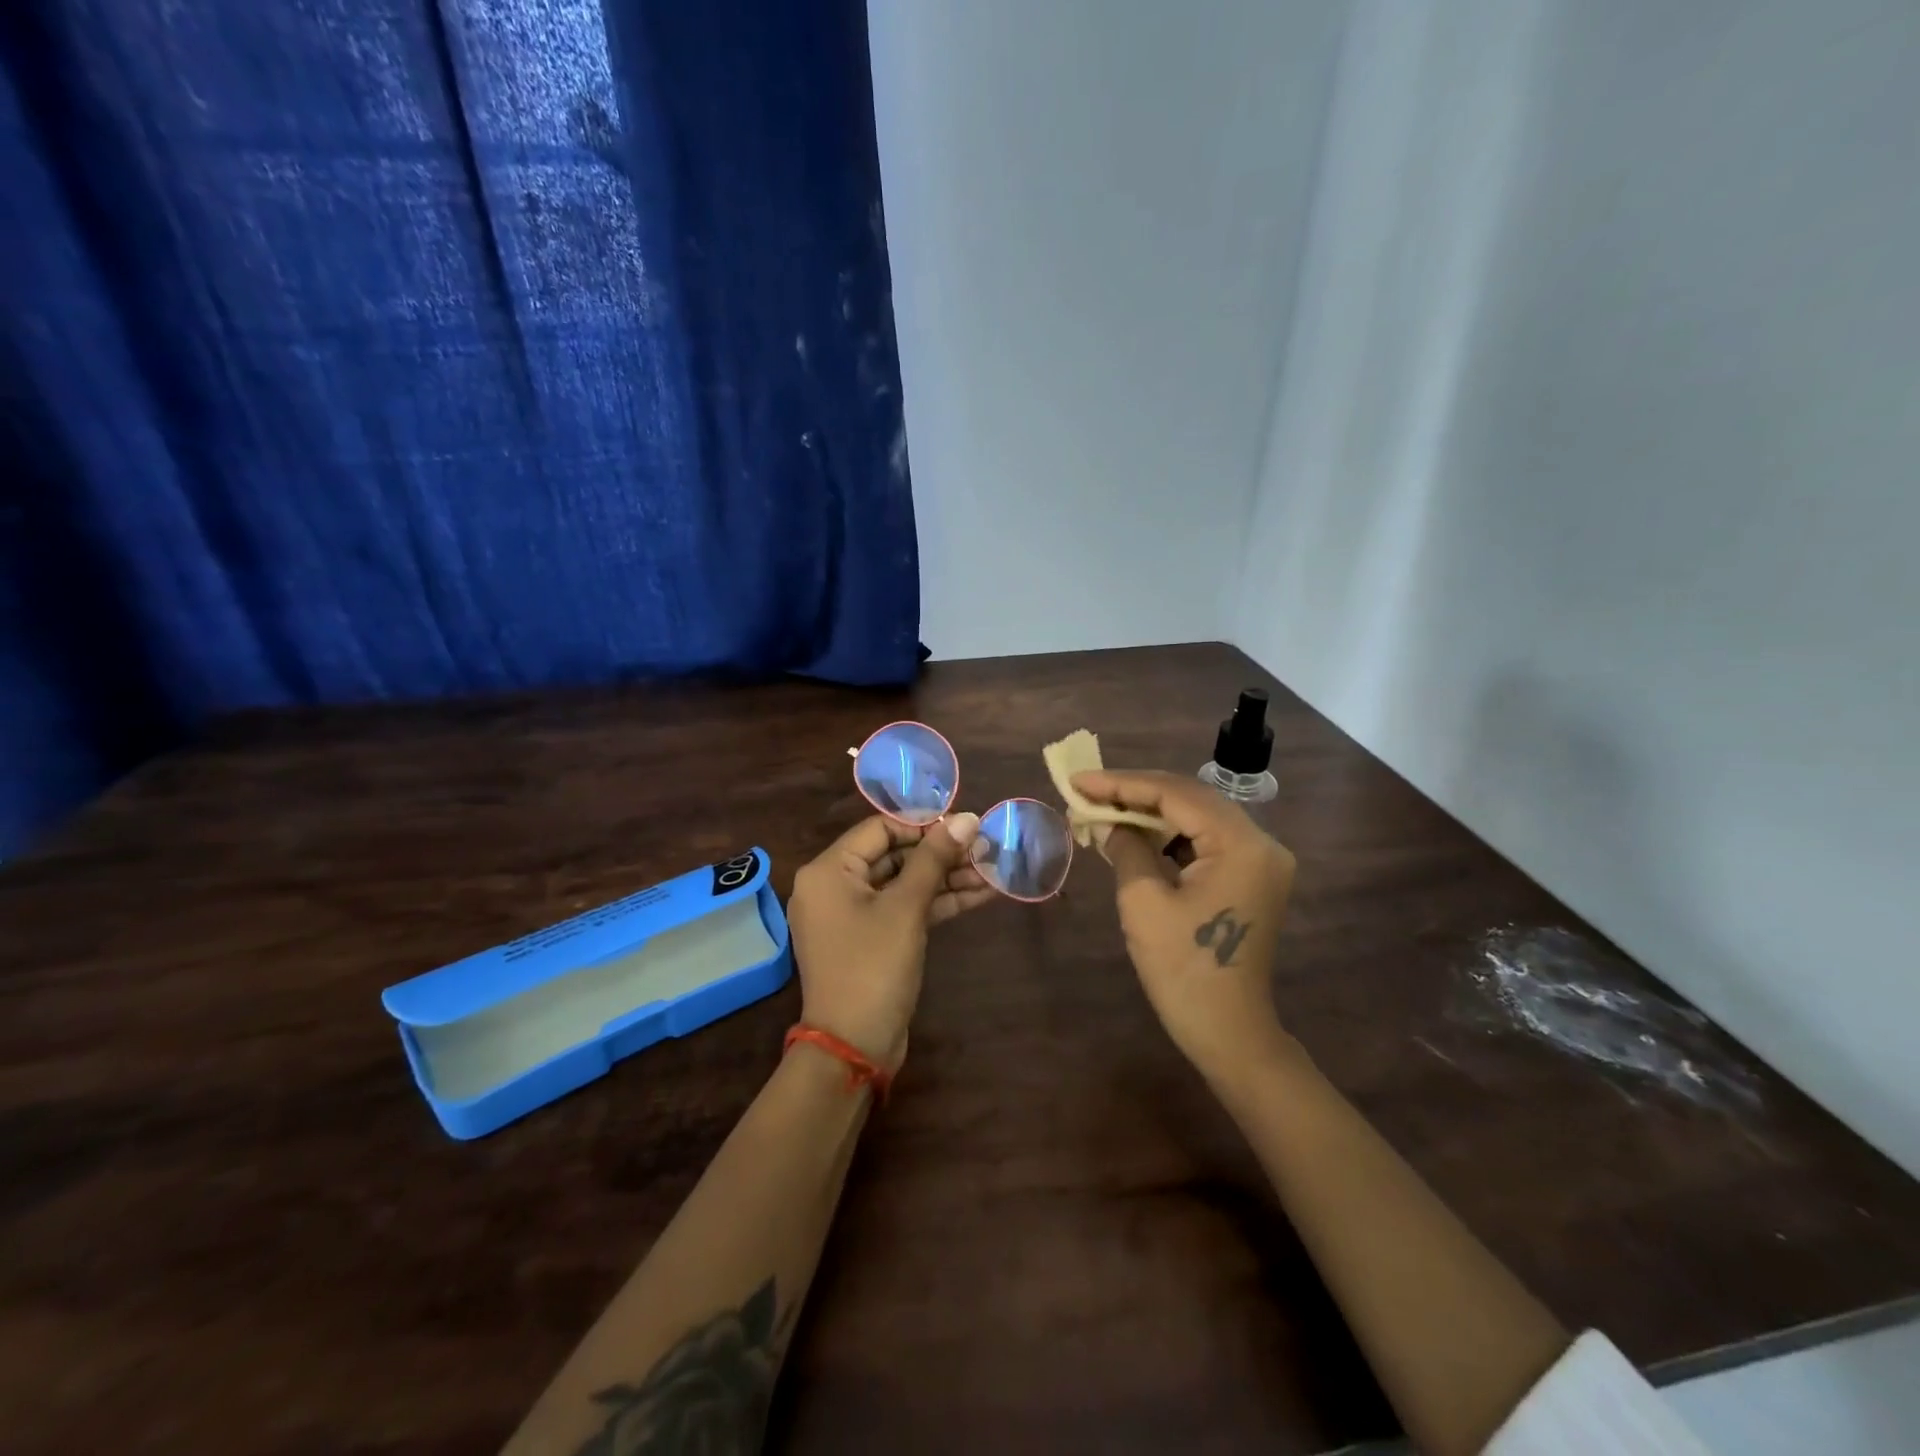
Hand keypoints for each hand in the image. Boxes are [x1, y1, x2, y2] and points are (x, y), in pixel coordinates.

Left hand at [786, 812, 989, 1069]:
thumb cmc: (873, 966)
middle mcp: (834, 886)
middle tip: (985, 847)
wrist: (853, 1047)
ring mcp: (853, 915)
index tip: (965, 825)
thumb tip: (967, 818)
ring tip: (992, 870)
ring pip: (903, 883)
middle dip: (941, 853)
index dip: (924, 824)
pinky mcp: (871, 939)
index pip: (879, 828)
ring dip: (946, 878)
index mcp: (829, 870)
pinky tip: (980, 894)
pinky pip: (903, 909)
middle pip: (893, 854)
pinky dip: (937, 902)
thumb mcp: (906, 908)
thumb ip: (935, 859)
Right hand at [1072, 770, 1297, 1085]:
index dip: (1122, 783)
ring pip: (1197, 816)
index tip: (1078, 781)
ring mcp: (1261, 860)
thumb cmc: (1183, 970)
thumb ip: (1125, 847)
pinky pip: (1206, 839)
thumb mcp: (1143, 902)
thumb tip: (1106, 820)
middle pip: (1190, 798)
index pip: (1176, 794)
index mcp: (1241, 844)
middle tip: (1086, 791)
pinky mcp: (1252, 876)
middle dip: (1134, 792)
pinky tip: (1135, 834)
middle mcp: (1261, 842)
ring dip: (1150, 811)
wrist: (1229, 1033)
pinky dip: (1169, 834)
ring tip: (1103, 809)